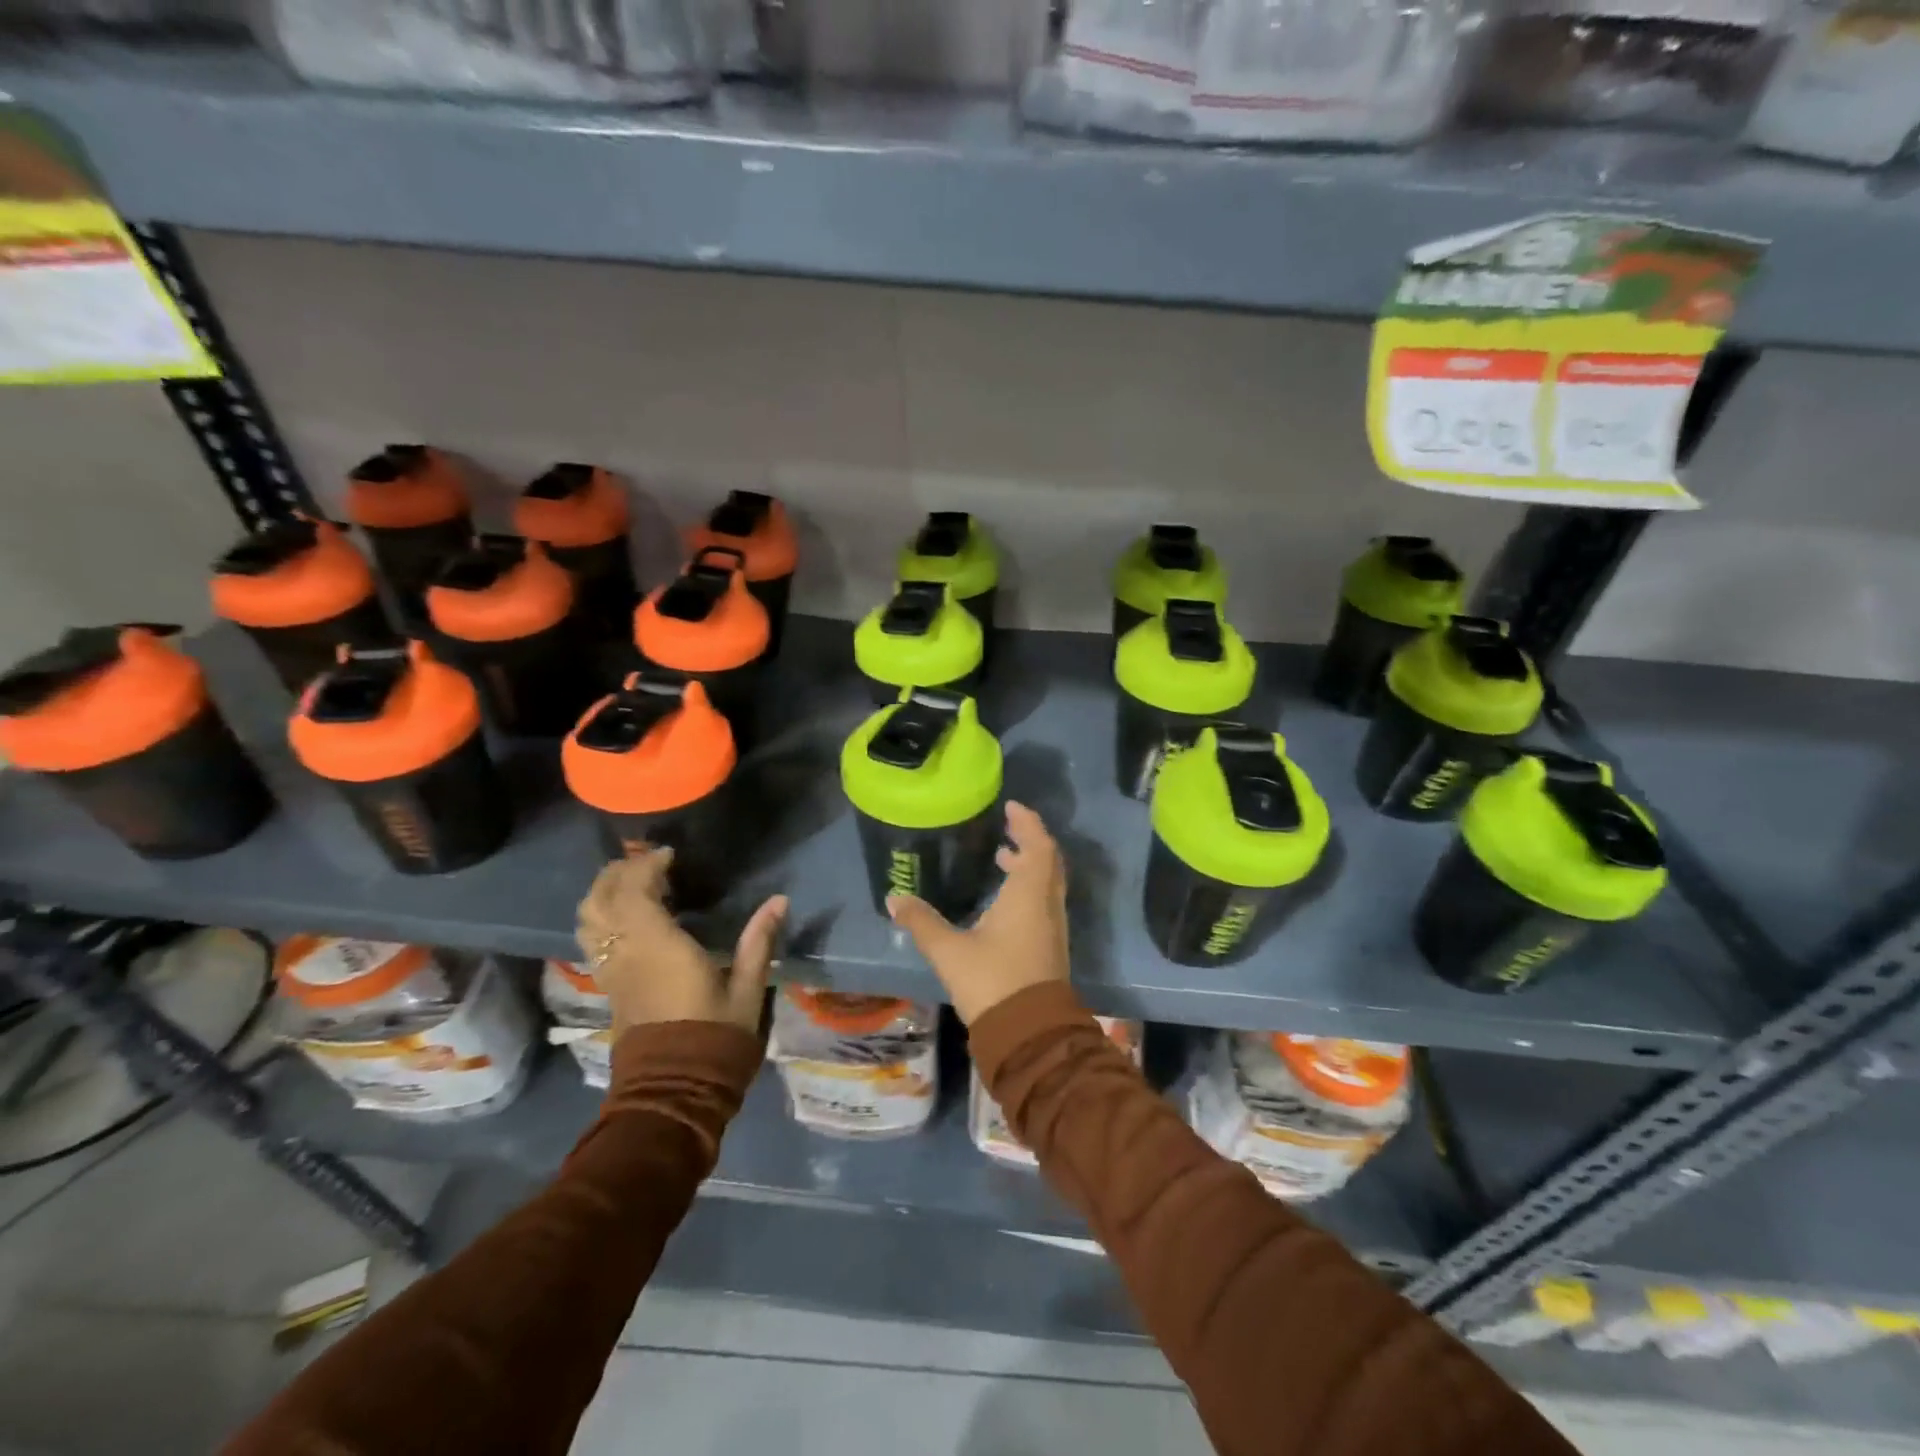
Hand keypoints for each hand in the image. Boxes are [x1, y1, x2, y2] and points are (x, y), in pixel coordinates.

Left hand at [576, 848, 787, 1037]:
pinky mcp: (608, 987)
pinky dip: (602, 917)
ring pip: (588, 919)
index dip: (647, 865)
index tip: (670, 855)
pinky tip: (627, 918)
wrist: (674, 1090)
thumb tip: (780, 900)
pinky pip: (592, 940)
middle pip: (601, 898)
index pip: (634, 890)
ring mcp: (611, 971)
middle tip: (649, 863)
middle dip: (619, 872)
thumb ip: (758, 941)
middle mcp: (625, 953)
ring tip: (632, 884)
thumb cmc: (714, 1037)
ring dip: (604, 893)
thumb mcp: (746, 989)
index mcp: (657, 946)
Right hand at [887, 801, 1068, 1024]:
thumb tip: (893, 898)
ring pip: (1047, 883)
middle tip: (1007, 827)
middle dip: (1029, 840)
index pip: (1038, 846)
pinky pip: (1044, 902)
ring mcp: (1053, 928)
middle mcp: (1047, 905)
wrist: (1029, 1033)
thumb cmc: (992, 982)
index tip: (1011, 807)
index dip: (1028, 823)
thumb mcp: (949, 951)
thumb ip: (921, 922)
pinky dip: (1029, 887)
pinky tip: (1004, 900)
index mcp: (1029, 895)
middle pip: (1048, 861)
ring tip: (1002, 857)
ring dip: (1029, 865)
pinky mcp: (1050, 948)